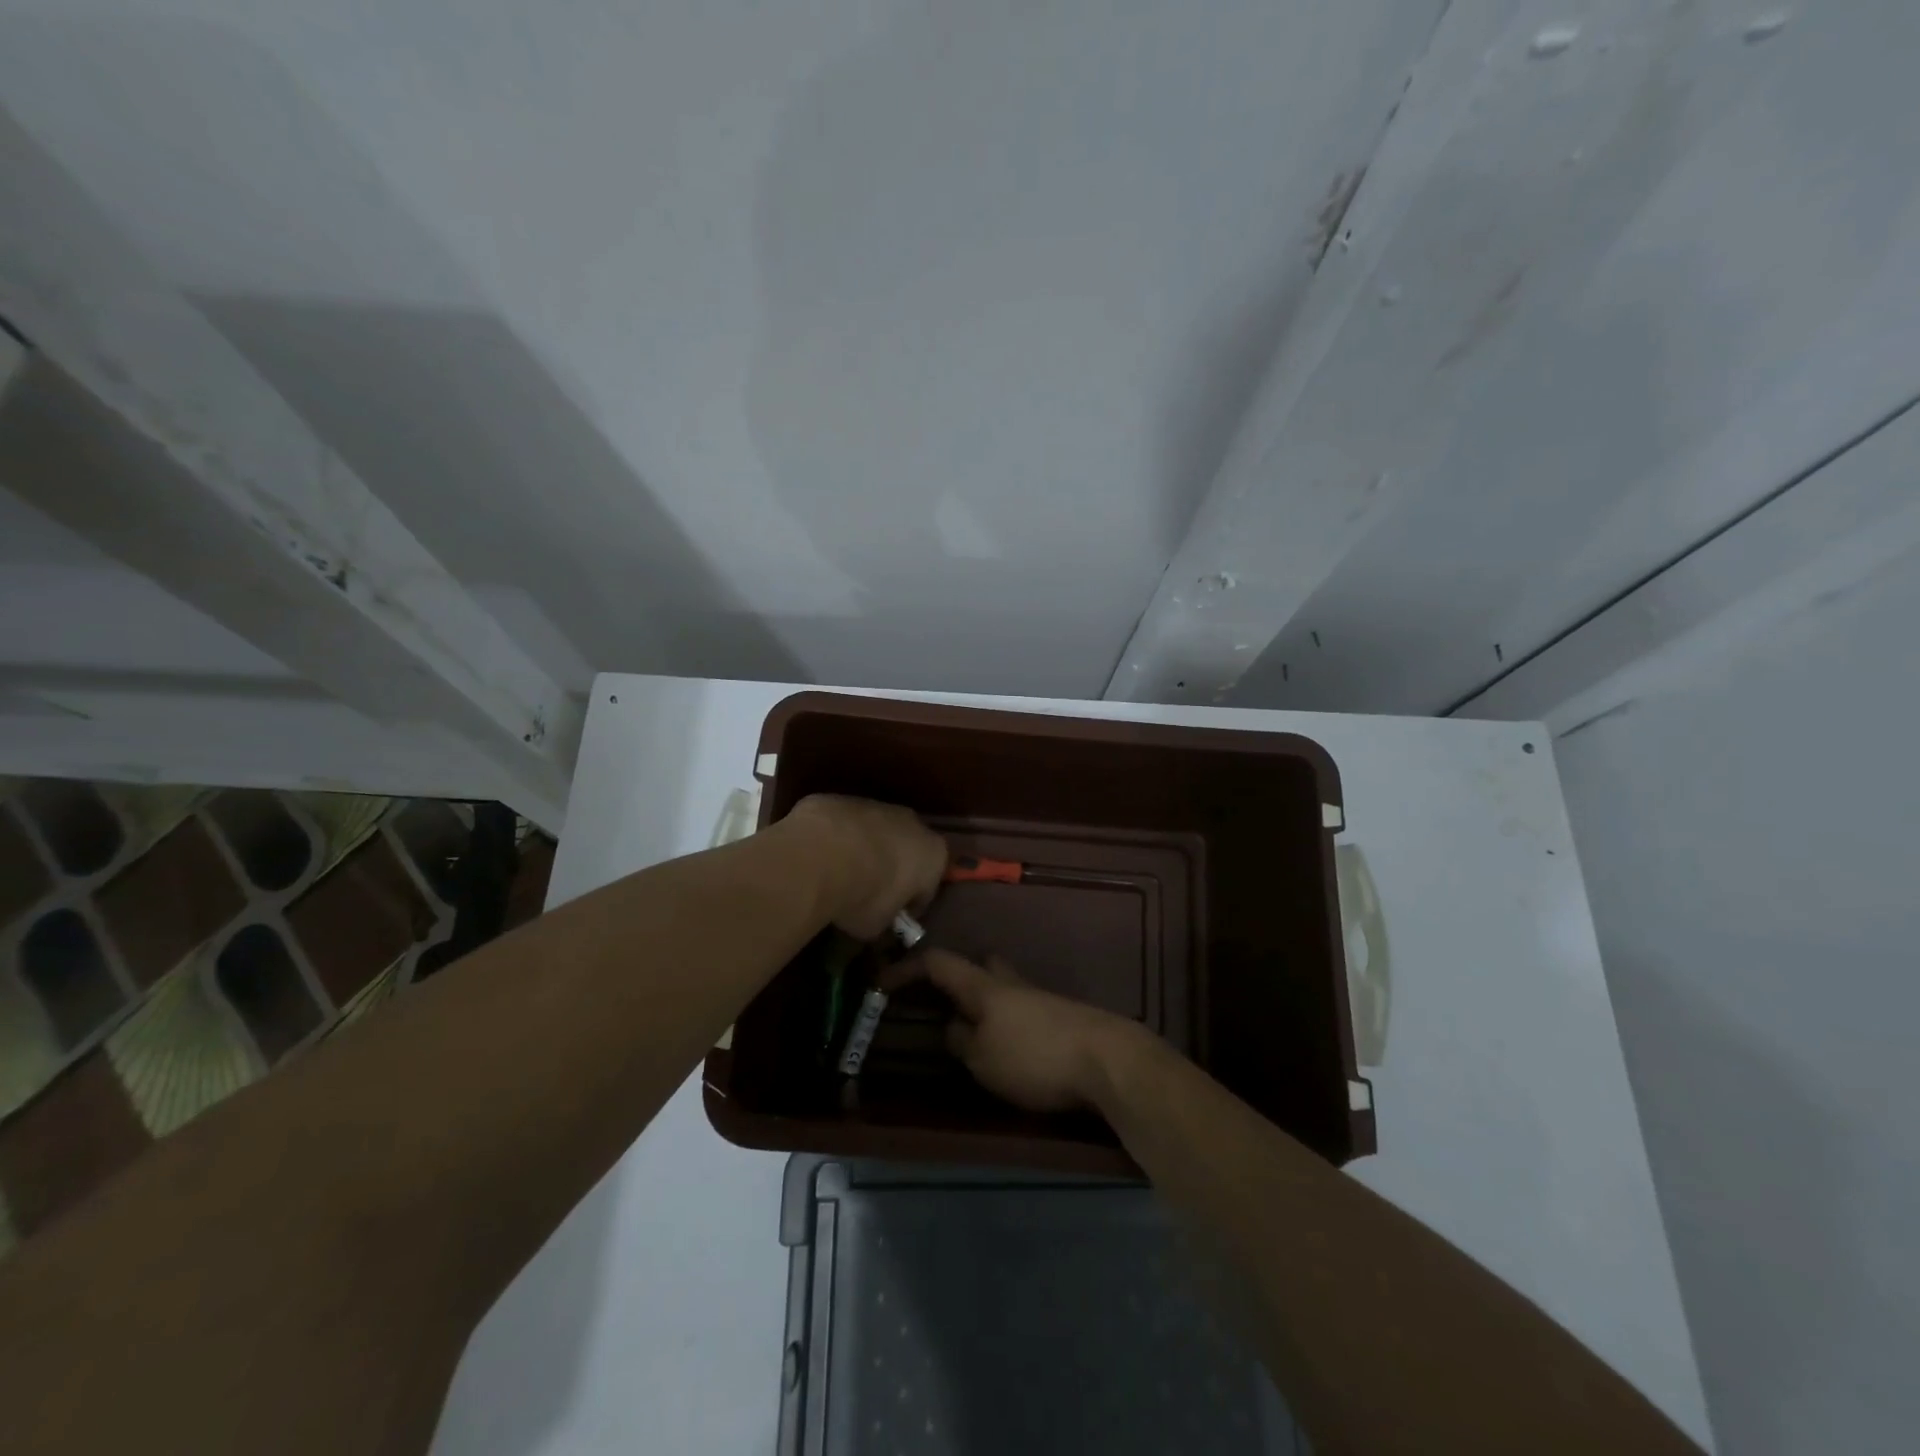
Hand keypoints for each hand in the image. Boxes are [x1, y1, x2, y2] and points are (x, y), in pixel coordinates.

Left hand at [784, 795, 947, 939]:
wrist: (820, 855)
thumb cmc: (864, 896)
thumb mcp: (878, 926)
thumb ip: (885, 921)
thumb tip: (877, 923)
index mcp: (933, 854)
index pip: (928, 887)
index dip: (911, 906)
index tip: (893, 919)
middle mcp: (912, 823)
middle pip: (905, 850)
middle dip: (891, 869)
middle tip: (869, 894)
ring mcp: (875, 805)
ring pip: (874, 832)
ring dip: (863, 850)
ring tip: (840, 876)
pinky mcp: (841, 799)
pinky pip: (843, 825)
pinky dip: (836, 839)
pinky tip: (818, 858)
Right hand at [884, 950, 1143, 1112]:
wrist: (1108, 1059)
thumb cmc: (1035, 1056)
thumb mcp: (983, 1060)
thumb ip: (961, 1041)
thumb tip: (952, 1027)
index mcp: (983, 986)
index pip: (938, 963)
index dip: (907, 968)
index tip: (882, 981)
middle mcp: (1010, 982)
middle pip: (980, 965)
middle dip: (959, 977)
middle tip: (943, 1001)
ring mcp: (1040, 996)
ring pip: (1004, 987)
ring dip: (986, 1003)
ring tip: (975, 1033)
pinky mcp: (1062, 1016)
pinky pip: (1023, 1009)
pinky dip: (1008, 1021)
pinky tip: (1011, 1046)